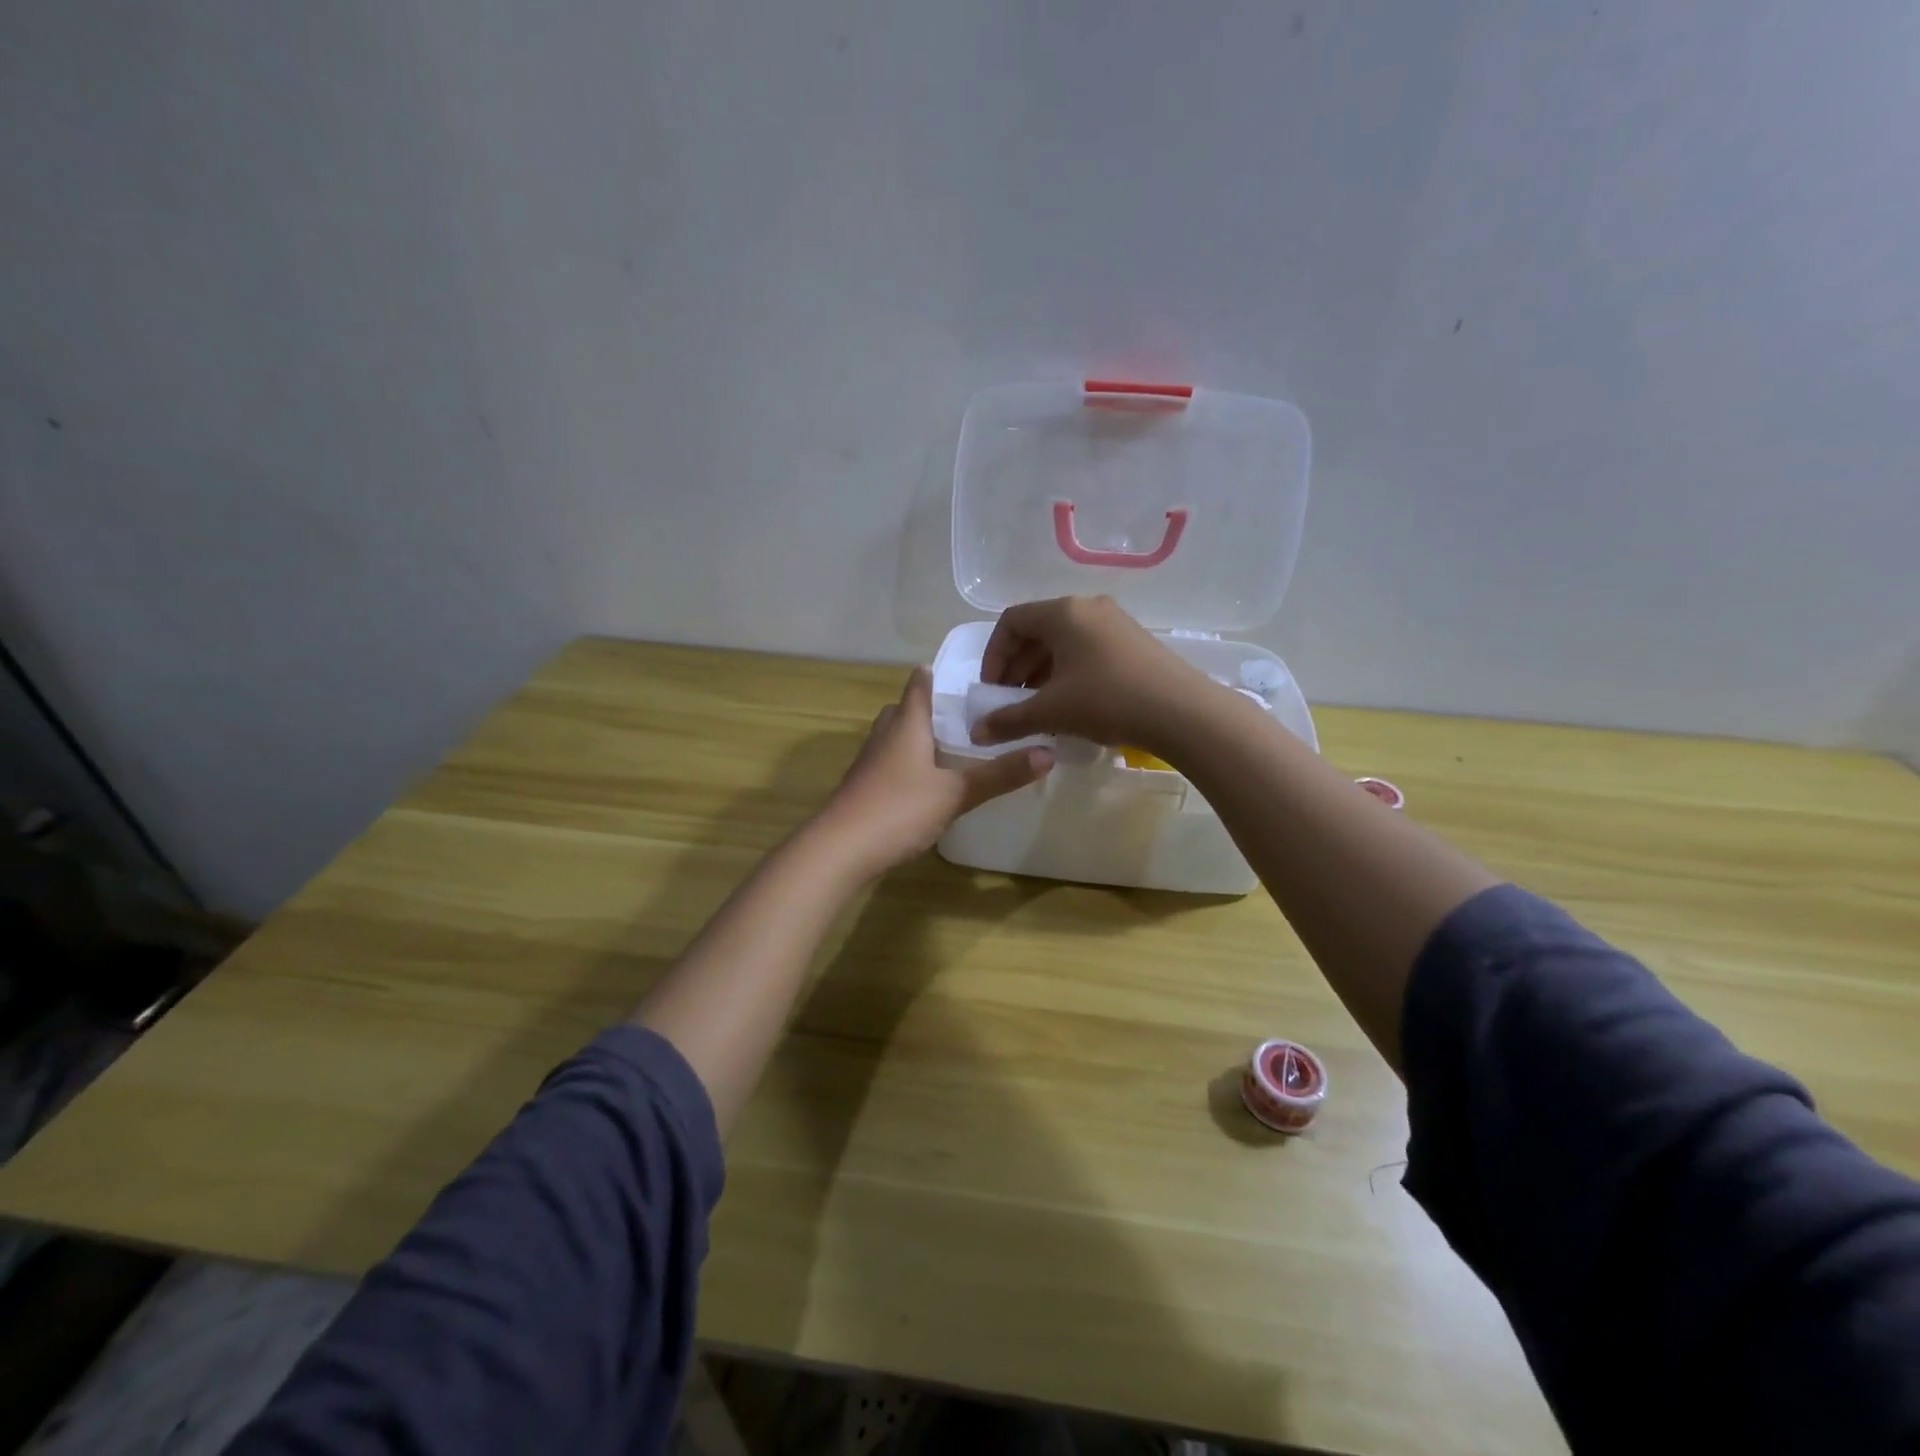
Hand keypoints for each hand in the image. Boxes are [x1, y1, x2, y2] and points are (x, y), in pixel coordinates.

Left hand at [815, 668, 1052, 878]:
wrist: (839, 850)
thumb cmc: (898, 809)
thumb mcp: (956, 793)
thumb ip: (1000, 774)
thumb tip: (1048, 753)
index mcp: (906, 723)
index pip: (920, 684)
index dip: (939, 674)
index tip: (968, 675)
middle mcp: (884, 735)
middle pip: (906, 709)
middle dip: (932, 709)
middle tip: (969, 717)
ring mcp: (869, 762)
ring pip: (896, 737)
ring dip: (920, 738)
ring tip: (954, 748)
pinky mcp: (864, 788)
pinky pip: (890, 763)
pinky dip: (910, 764)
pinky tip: (928, 783)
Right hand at [970, 595, 1209, 752]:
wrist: (1182, 713)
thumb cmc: (1107, 701)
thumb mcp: (1051, 712)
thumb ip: (1008, 720)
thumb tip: (977, 733)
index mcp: (1063, 612)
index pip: (1011, 621)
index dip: (993, 656)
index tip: (991, 690)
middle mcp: (1088, 608)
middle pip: (1037, 631)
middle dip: (1017, 668)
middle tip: (1010, 703)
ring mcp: (1115, 623)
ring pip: (1064, 643)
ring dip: (1041, 674)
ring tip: (1039, 709)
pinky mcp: (1134, 643)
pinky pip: (1087, 651)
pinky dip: (1068, 674)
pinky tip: (1071, 706)